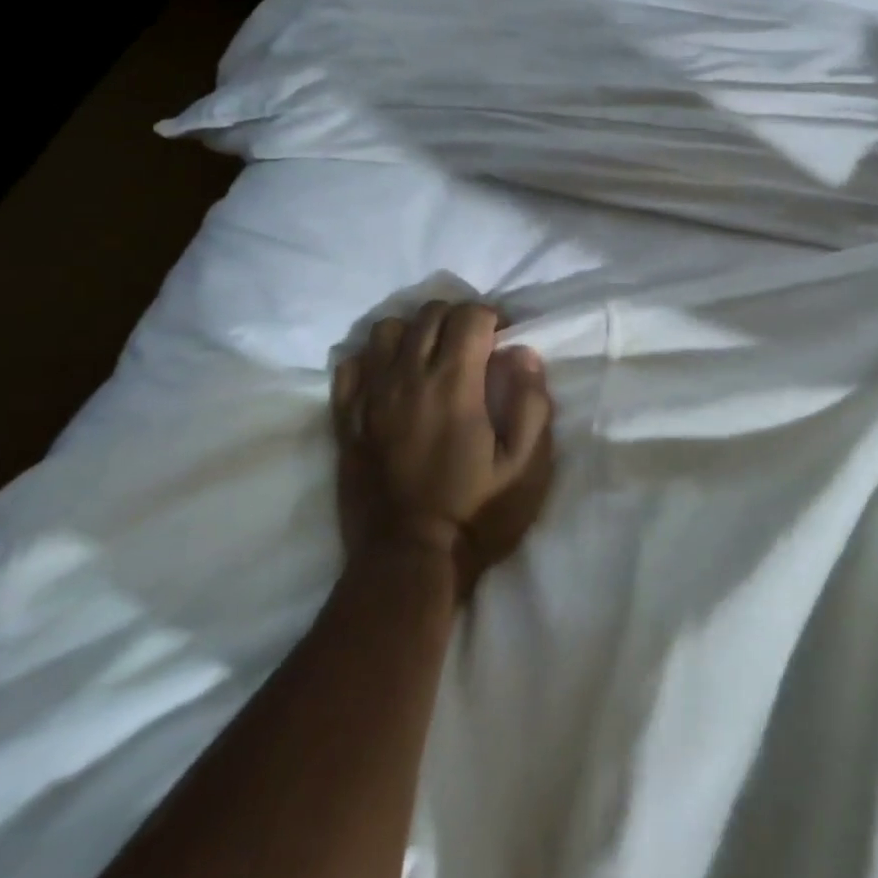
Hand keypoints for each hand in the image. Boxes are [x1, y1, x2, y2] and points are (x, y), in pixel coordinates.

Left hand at [331, 301, 555, 595]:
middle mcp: (407, 379)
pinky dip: (374, 358)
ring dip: (415, 332)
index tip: (505, 338)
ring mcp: (370, 398)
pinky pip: (351, 364)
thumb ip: (530, 403)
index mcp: (454, 385)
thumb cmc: (477, 515)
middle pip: (429, 314)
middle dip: (459, 318)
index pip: (469, 315)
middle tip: (476, 346)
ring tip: (432, 357)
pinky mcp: (346, 420)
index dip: (492, 316)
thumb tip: (522, 354)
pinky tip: (392, 378)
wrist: (409, 563)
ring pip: (386, 330)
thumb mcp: (526, 467)